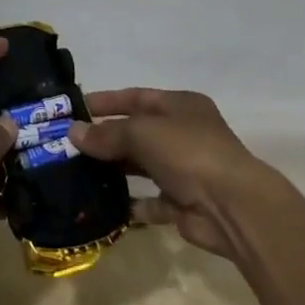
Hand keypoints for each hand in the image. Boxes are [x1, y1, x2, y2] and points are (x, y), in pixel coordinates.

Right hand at [68, 88, 290, 260]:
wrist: (233, 207)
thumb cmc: (189, 153)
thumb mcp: (142, 133)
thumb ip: (107, 134)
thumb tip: (72, 132)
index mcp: (181, 105)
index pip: (137, 97)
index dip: (107, 101)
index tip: (76, 108)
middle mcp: (185, 134)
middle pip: (138, 132)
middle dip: (106, 138)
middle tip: (71, 145)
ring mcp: (186, 170)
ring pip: (143, 166)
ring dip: (116, 169)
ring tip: (80, 173)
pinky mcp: (185, 203)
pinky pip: (152, 201)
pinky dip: (132, 204)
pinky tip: (105, 205)